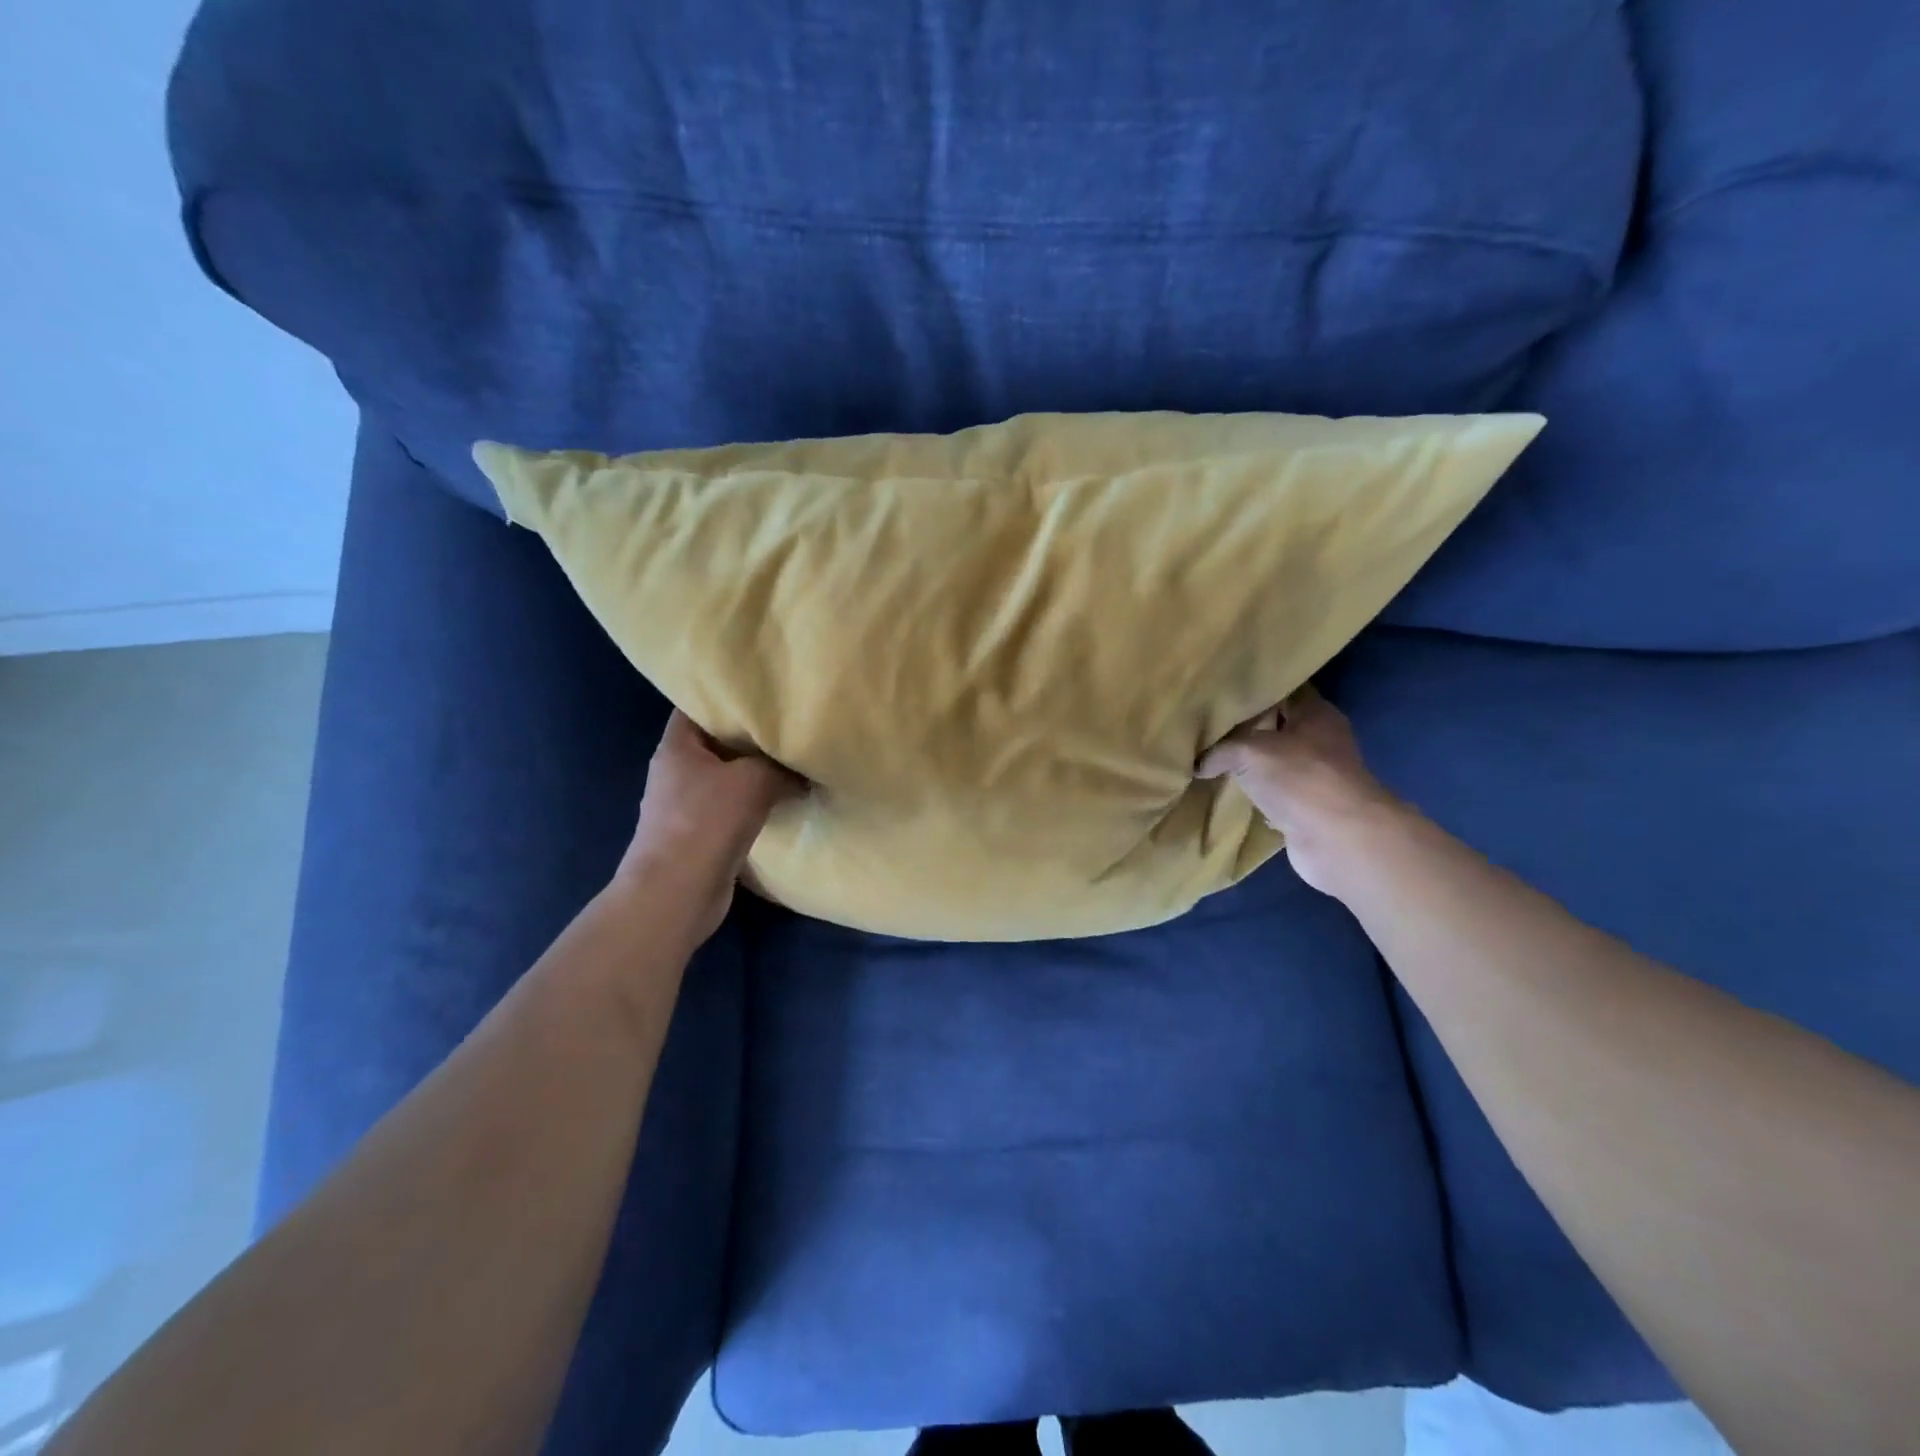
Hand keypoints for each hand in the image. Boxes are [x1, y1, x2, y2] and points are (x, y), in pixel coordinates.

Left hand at [617, 710, 803, 943]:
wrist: (677, 893)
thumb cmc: (705, 823)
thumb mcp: (753, 780)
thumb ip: (781, 766)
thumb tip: (803, 769)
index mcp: (677, 747)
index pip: (697, 706)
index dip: (726, 697)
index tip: (762, 693)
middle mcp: (677, 771)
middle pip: (716, 742)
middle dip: (750, 736)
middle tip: (789, 725)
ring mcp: (686, 805)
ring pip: (727, 777)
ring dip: (755, 773)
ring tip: (793, 760)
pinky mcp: (701, 834)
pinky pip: (732, 807)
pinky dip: (755, 802)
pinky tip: (784, 799)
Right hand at [1197, 685, 1404, 896]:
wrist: (1337, 839)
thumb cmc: (1299, 778)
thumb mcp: (1248, 750)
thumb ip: (1220, 749)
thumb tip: (1199, 763)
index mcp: (1315, 714)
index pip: (1281, 691)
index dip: (1253, 690)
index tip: (1219, 693)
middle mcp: (1320, 741)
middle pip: (1276, 727)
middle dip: (1244, 729)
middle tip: (1205, 727)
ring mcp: (1315, 777)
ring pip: (1273, 763)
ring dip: (1248, 765)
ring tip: (1208, 760)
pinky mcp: (1307, 808)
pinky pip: (1272, 794)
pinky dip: (1254, 795)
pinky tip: (1226, 793)